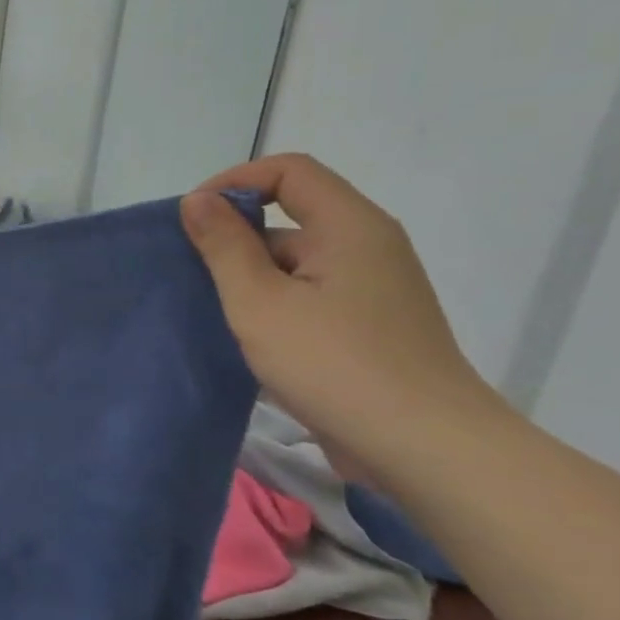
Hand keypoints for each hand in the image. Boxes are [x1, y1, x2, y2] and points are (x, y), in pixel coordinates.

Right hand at [181, 154, 504, 484]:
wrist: (425, 447)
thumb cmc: (334, 364)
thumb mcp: (260, 302)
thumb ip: (224, 246)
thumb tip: (198, 200)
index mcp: (350, 226)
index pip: (289, 171)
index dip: (235, 182)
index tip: (195, 219)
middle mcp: (368, 245)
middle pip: (293, 214)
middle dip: (237, 234)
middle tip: (194, 272)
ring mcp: (374, 287)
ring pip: (299, 259)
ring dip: (252, 274)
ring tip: (214, 310)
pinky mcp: (371, 324)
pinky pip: (312, 292)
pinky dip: (275, 301)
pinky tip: (250, 336)